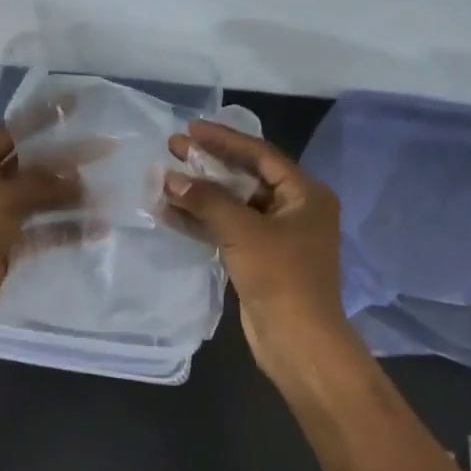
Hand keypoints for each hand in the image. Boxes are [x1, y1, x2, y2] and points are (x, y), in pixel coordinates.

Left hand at [0, 121, 88, 342]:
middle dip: (68, 159)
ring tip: (108, 193)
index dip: (43, 117)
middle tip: (106, 150)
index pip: (14, 131)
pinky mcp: (9, 247)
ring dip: (73, 197)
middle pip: (34, 166)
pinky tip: (96, 229)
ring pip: (43, 200)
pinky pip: (44, 232)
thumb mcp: (2, 201)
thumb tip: (78, 178)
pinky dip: (67, 229)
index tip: (75, 105)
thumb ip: (42, 185)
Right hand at [164, 120, 352, 377]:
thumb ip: (206, 200)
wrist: (298, 341)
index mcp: (306, 194)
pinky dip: (202, 221)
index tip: (190, 128)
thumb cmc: (280, 276)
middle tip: (173, 148)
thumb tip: (170, 178)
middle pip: (246, 177)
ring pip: (234, 205)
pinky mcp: (259, 258)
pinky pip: (228, 229)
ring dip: (201, 194)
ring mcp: (277, 236)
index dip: (224, 139)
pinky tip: (170, 212)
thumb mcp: (243, 231)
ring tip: (164, 178)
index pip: (260, 155)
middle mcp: (295, 209)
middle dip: (209, 164)